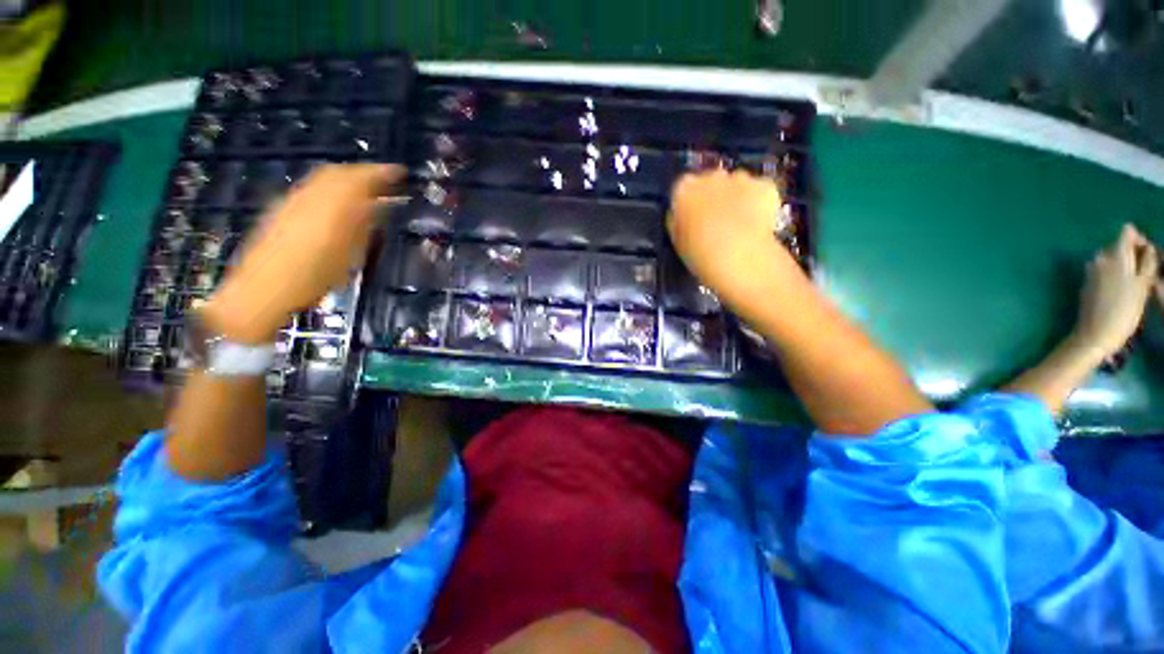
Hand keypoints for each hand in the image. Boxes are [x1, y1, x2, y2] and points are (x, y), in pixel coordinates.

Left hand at [203, 164, 404, 342]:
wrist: (263, 289)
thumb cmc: (315, 277)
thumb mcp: (351, 254)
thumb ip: (365, 225)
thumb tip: (380, 207)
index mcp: (332, 206)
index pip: (360, 178)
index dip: (382, 172)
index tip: (400, 172)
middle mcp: (311, 195)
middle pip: (339, 171)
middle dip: (364, 172)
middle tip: (385, 180)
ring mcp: (293, 199)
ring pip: (324, 177)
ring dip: (347, 178)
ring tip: (366, 190)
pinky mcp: (281, 208)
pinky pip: (312, 187)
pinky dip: (331, 187)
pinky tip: (339, 202)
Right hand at [667, 169, 799, 306]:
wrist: (737, 256)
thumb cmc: (698, 253)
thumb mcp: (676, 240)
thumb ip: (679, 221)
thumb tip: (683, 216)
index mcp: (684, 189)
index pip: (683, 188)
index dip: (689, 204)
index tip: (693, 219)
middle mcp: (711, 176)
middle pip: (711, 182)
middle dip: (714, 197)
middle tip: (717, 223)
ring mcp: (741, 178)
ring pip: (738, 185)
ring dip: (737, 199)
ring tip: (739, 227)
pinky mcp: (765, 186)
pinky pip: (760, 191)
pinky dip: (760, 203)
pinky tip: (757, 225)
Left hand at [1072, 224, 1158, 359]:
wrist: (1095, 334)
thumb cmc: (1124, 311)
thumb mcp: (1143, 285)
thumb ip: (1147, 263)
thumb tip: (1149, 248)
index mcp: (1114, 255)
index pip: (1127, 232)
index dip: (1140, 239)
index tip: (1148, 255)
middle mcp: (1099, 258)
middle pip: (1119, 245)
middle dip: (1134, 254)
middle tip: (1146, 273)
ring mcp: (1091, 270)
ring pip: (1113, 258)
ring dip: (1125, 265)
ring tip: (1136, 284)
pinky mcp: (1087, 282)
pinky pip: (1105, 271)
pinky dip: (1115, 274)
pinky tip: (1122, 291)